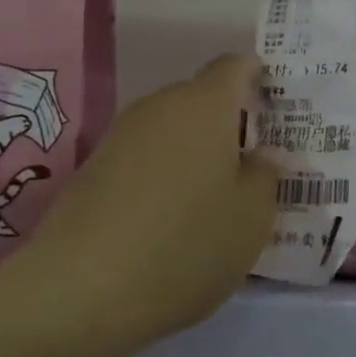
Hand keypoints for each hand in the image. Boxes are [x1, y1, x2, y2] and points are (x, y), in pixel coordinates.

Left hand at [2, 55, 277, 348]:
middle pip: (200, 98)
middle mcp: (159, 108)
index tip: (274, 99)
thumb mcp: (250, 219)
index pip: (235, 67)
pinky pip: (143, 156)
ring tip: (213, 190)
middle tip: (251, 159)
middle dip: (227, 120)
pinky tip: (171, 212)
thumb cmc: (187, 246)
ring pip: (169, 129)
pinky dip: (164, 172)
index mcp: (204, 106)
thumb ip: (265, 177)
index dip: (256, 75)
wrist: (82, 289)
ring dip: (193, 149)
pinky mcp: (92, 169)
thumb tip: (264, 154)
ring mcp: (119, 137)